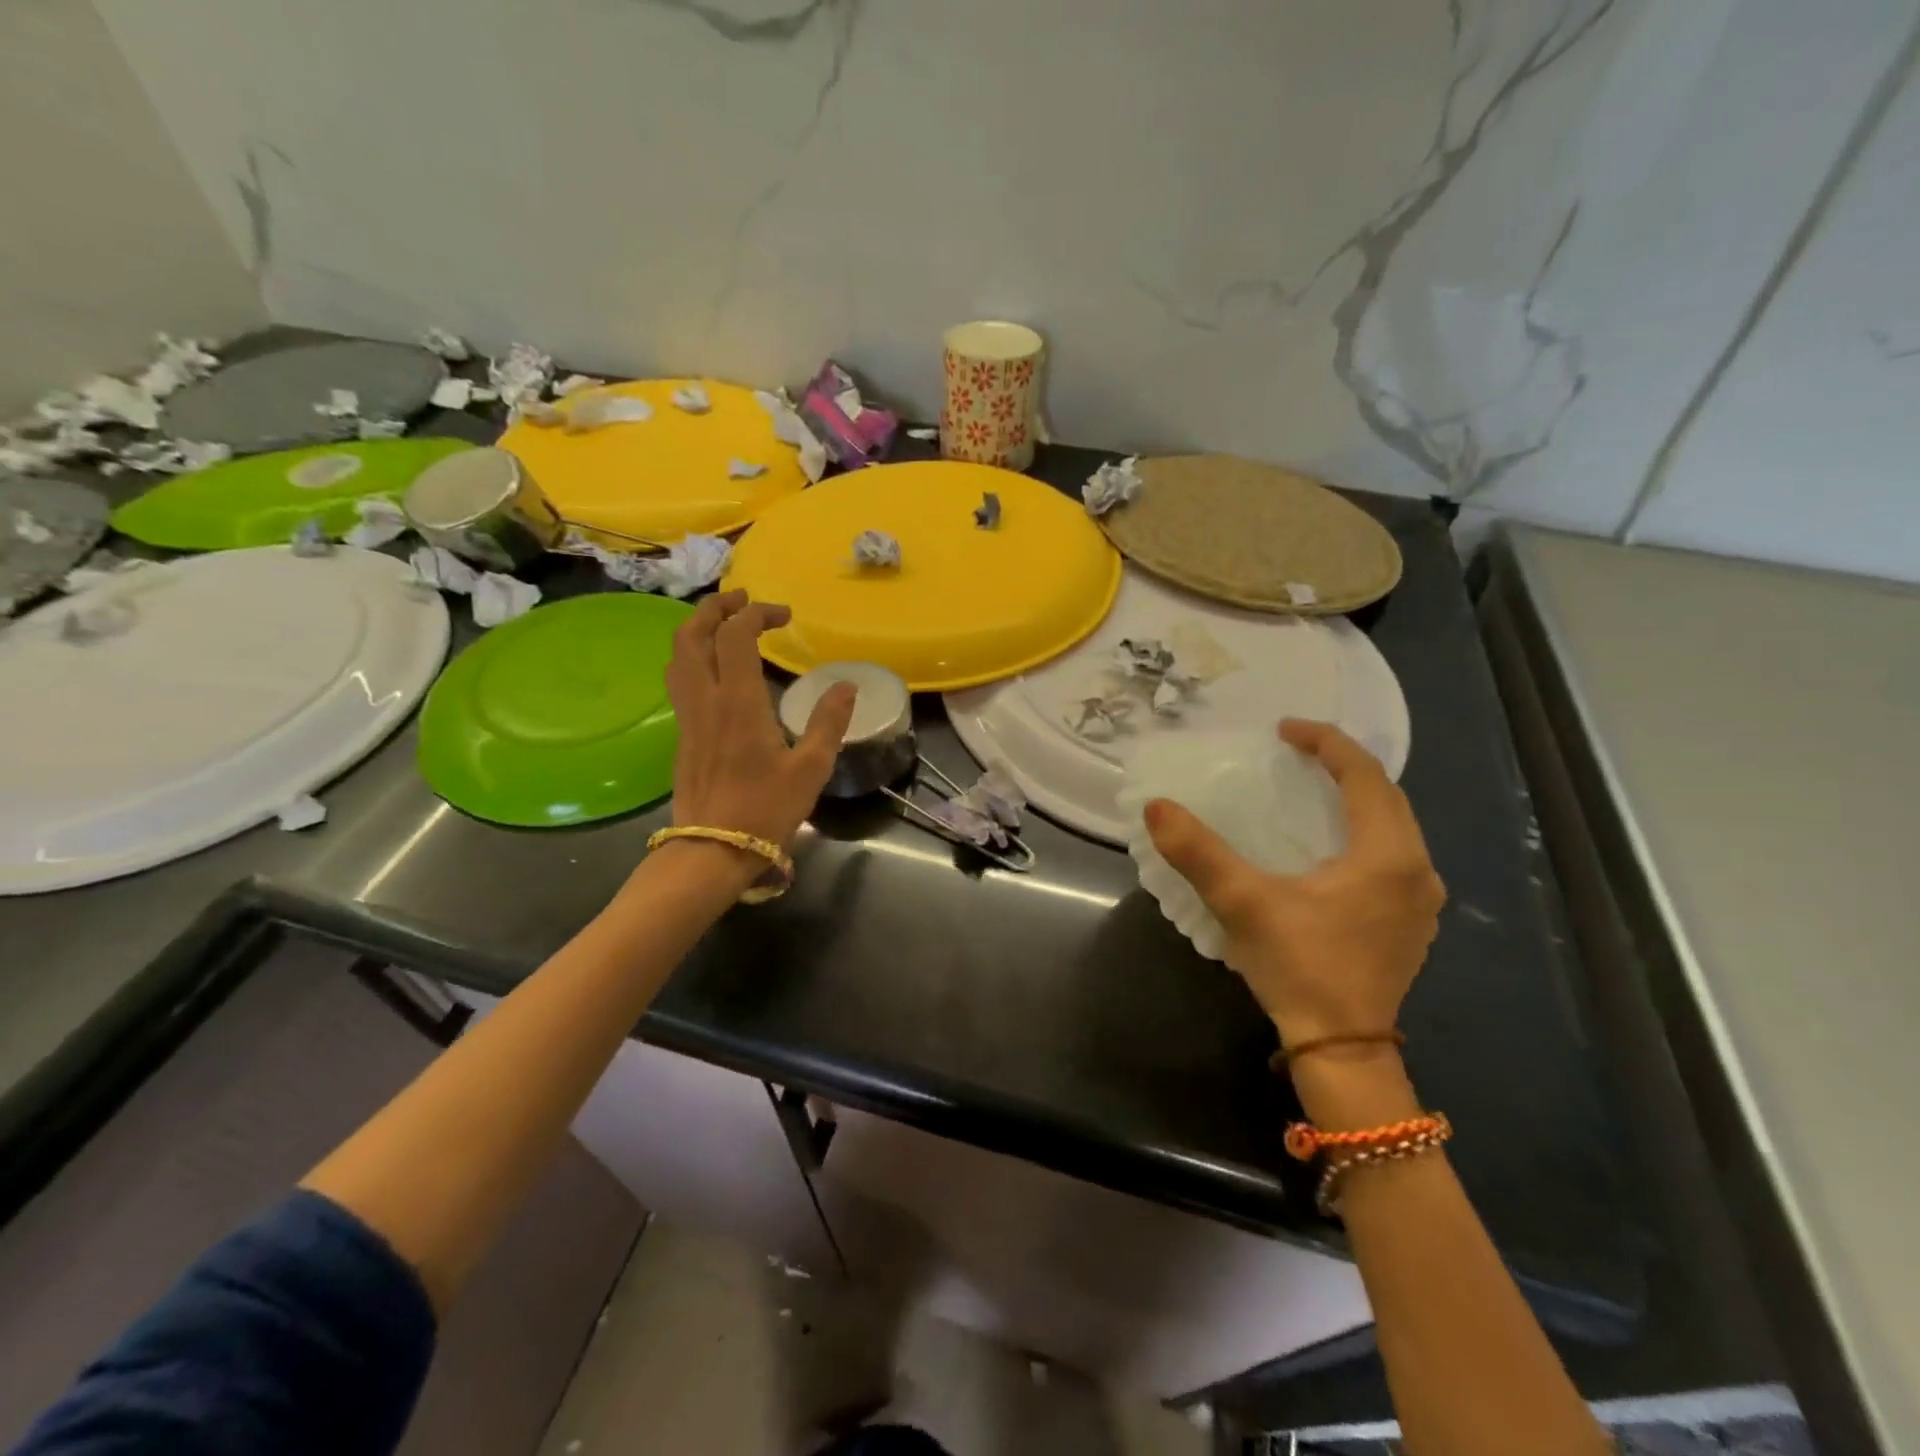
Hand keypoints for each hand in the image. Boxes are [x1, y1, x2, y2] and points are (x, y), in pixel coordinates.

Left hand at [664, 590, 855, 849]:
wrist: (713, 850)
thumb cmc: (767, 809)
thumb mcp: (812, 768)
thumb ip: (829, 722)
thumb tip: (846, 686)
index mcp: (739, 703)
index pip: (735, 636)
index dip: (756, 614)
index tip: (784, 616)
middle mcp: (706, 700)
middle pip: (693, 635)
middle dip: (715, 608)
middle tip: (742, 600)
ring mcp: (688, 717)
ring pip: (678, 656)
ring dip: (698, 629)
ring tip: (724, 624)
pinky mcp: (682, 735)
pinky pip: (679, 680)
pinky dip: (693, 656)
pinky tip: (715, 669)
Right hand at [1144, 719, 1444, 1048]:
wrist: (1342, 1050)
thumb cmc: (1300, 968)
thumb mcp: (1242, 904)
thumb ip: (1198, 852)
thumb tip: (1157, 807)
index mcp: (1386, 855)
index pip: (1365, 775)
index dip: (1326, 743)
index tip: (1284, 731)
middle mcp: (1416, 870)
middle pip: (1387, 796)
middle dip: (1344, 766)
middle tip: (1297, 753)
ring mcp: (1420, 901)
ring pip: (1394, 827)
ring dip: (1357, 800)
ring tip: (1312, 791)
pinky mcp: (1410, 924)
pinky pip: (1392, 856)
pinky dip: (1363, 832)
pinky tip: (1330, 847)